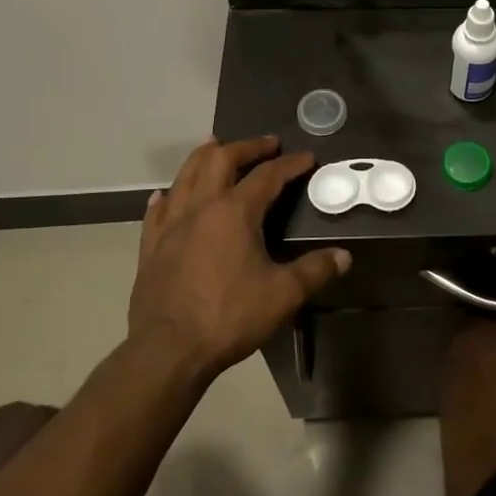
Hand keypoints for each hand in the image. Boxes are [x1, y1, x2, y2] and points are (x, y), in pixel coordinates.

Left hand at [129, 136, 349, 379]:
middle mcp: (200, 208)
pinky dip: (167, 195)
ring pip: (185, 176)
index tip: (307, 157)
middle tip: (265, 144)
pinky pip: (157, 211)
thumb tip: (344, 256)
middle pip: (220, 160)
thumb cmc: (229, 317)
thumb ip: (315, 271)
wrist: (168, 351)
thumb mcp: (283, 296)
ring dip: (203, 156)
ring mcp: (171, 225)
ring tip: (215, 145)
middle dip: (246, 147)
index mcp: (235, 212)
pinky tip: (165, 194)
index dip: (290, 164)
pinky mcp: (151, 247)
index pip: (267, 176)